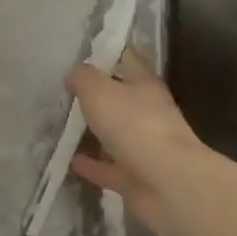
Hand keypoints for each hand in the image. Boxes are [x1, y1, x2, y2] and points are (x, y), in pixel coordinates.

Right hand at [67, 48, 209, 235]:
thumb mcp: (100, 91)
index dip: (110, 52)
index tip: (87, 51)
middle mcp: (149, 113)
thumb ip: (84, 79)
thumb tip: (74, 74)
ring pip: (117, 135)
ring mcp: (146, 148)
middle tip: (70, 92)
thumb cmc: (135, 126)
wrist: (168, 184)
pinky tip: (72, 162)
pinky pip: (111, 168)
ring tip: (67, 127)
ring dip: (97, 132)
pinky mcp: (138, 178)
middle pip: (123, 99)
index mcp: (145, 85)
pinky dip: (94, 165)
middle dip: (100, 95)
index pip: (128, 59)